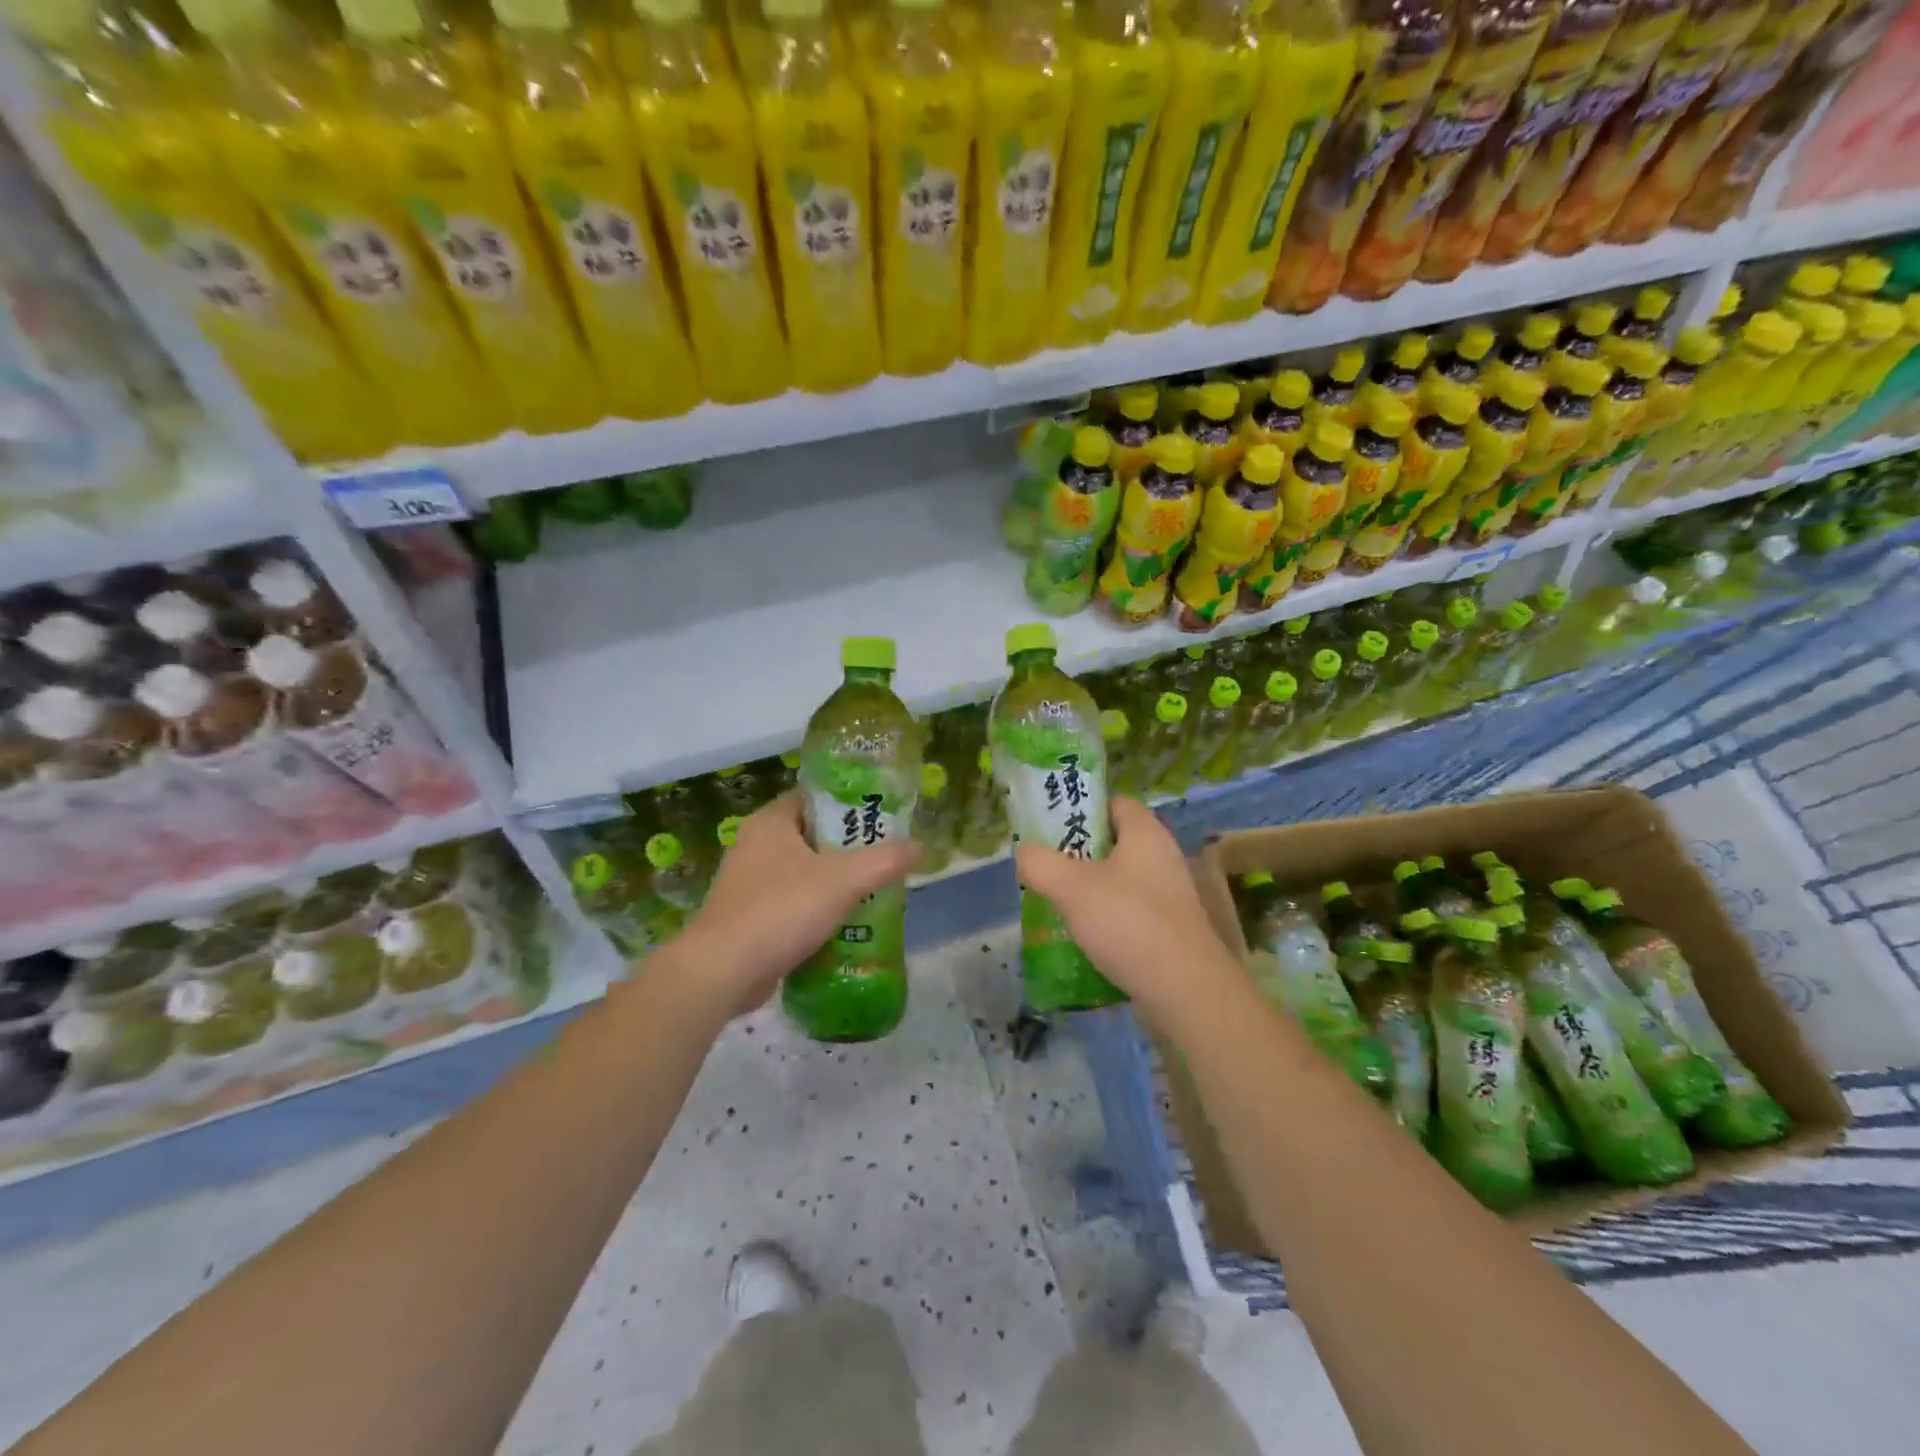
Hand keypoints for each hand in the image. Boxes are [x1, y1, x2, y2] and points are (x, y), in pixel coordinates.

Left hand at [675, 793, 917, 1011]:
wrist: (723, 972)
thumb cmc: (782, 910)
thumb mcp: (843, 880)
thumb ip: (885, 861)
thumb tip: (922, 847)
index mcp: (771, 822)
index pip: (815, 797)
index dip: (849, 803)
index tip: (882, 817)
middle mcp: (754, 844)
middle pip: (812, 834)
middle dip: (848, 847)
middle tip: (885, 855)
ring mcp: (747, 882)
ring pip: (802, 871)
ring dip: (833, 880)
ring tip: (873, 888)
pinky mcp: (747, 916)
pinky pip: (790, 901)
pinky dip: (815, 907)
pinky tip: (844, 921)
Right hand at [1013, 797, 1243, 1027]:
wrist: (1186, 990)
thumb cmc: (1128, 923)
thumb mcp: (1071, 887)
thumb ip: (1039, 863)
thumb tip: (1025, 852)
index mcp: (1145, 833)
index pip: (1112, 803)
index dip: (1081, 809)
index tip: (1049, 828)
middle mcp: (1162, 856)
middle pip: (1113, 843)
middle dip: (1078, 854)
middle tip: (1046, 868)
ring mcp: (1170, 894)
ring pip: (1120, 880)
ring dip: (1090, 890)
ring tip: (1057, 904)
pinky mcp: (1171, 928)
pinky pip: (1130, 912)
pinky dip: (1107, 919)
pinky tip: (1084, 938)